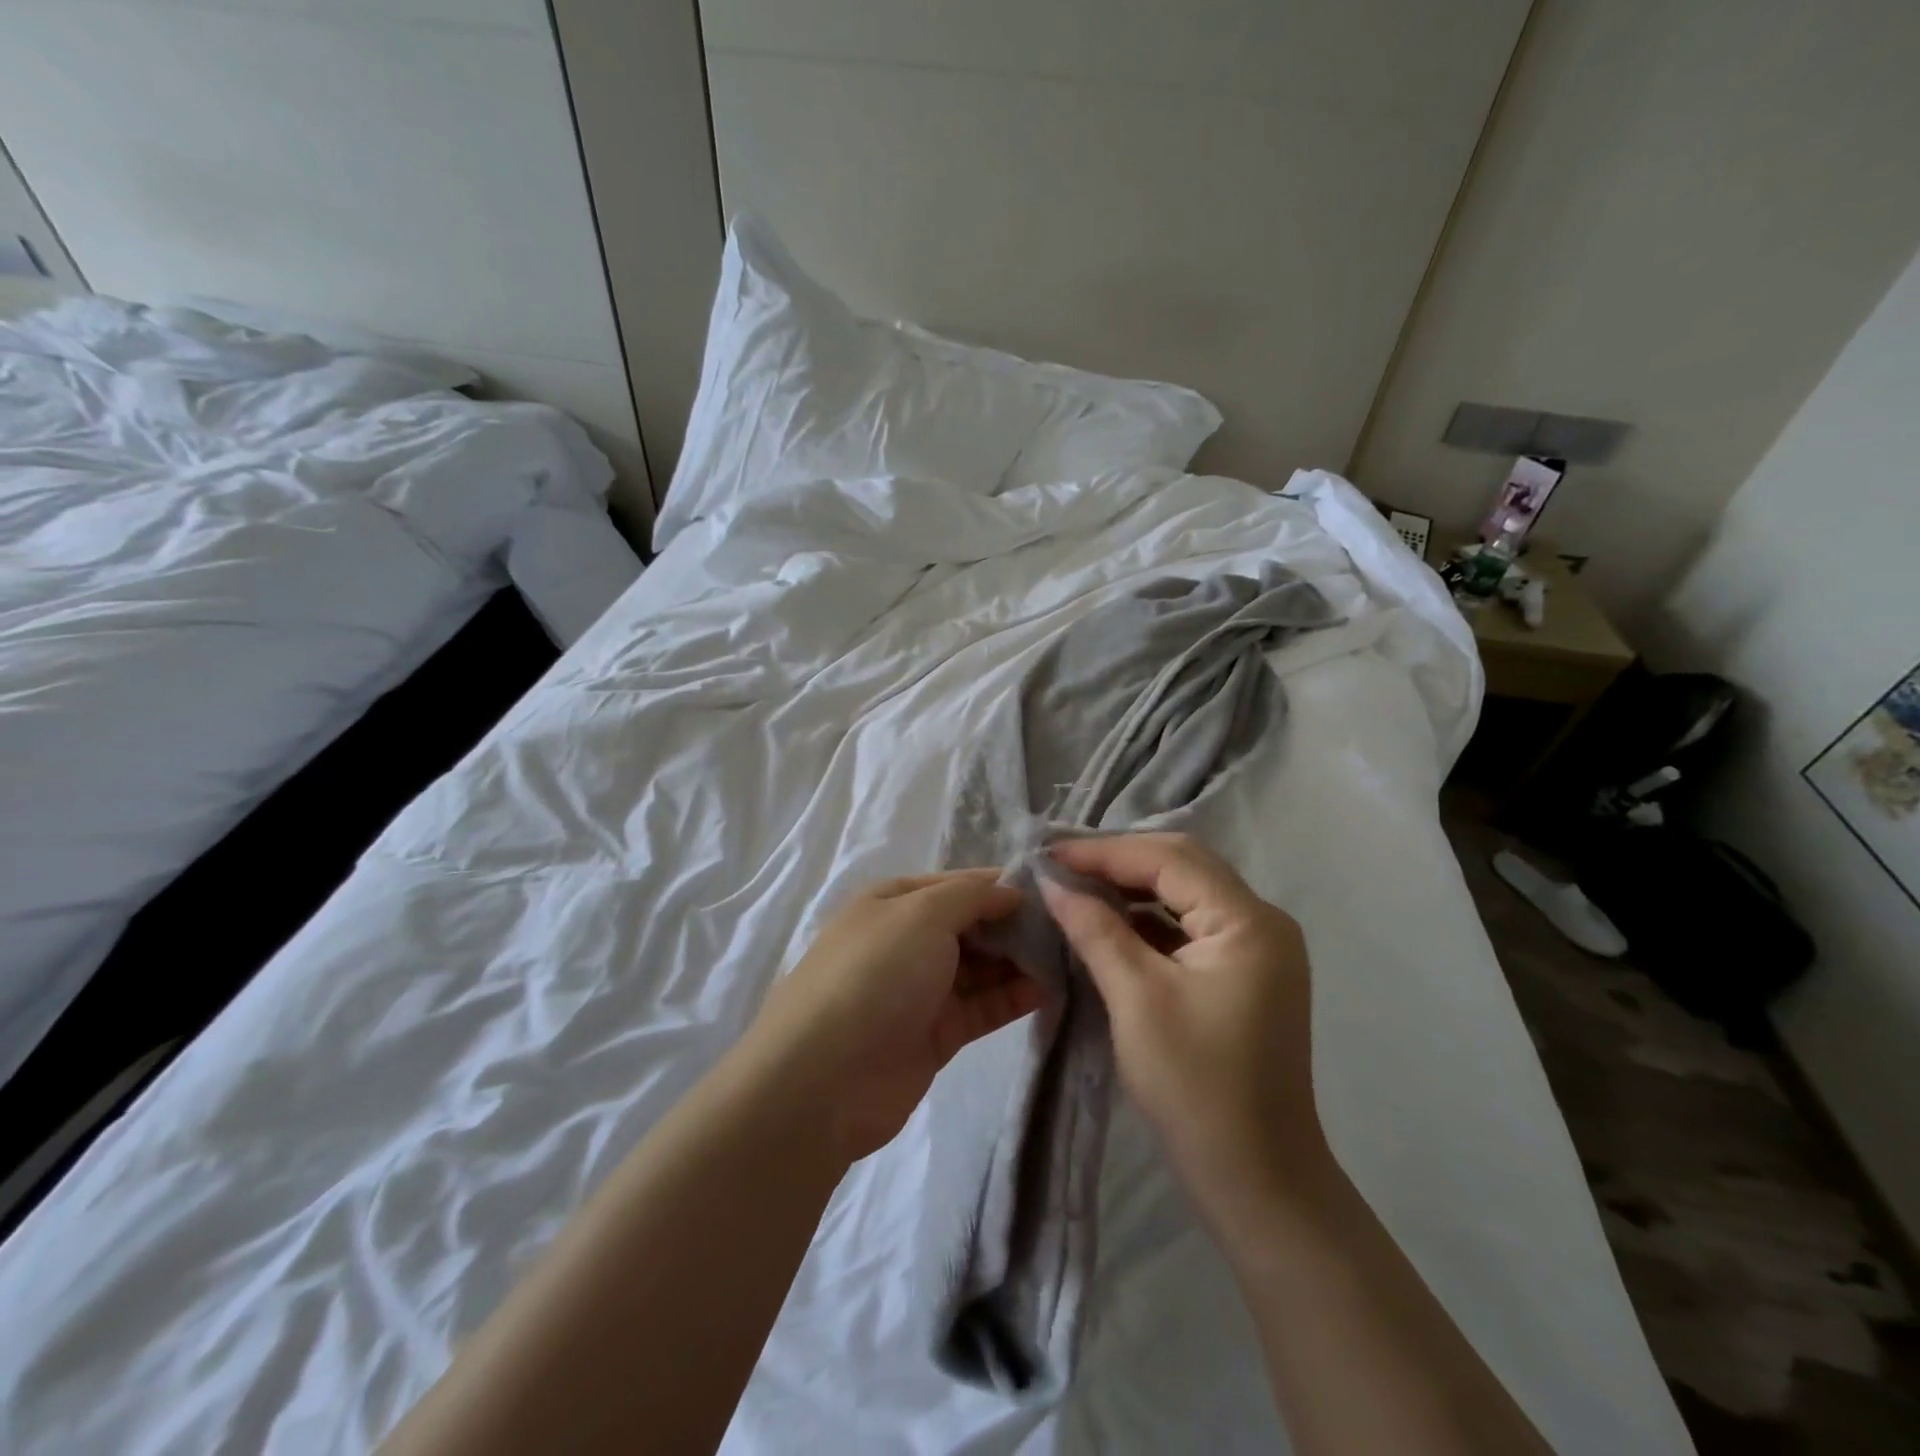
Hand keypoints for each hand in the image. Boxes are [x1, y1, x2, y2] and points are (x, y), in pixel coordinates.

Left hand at [749, 870, 1045, 1162]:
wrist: (826, 1078)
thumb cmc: (875, 974)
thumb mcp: (922, 913)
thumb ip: (971, 896)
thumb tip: (1010, 891)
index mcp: (893, 901)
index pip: (958, 884)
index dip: (1001, 885)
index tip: (1052, 889)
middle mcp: (906, 940)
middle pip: (971, 925)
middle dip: (1014, 924)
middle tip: (1070, 926)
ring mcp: (920, 989)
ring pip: (981, 967)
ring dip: (1019, 961)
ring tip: (1071, 955)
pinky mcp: (936, 1034)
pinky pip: (983, 1006)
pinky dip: (1013, 997)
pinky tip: (1051, 989)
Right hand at [1039, 833, 1330, 1215]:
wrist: (1257, 1179)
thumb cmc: (1196, 1087)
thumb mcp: (1136, 999)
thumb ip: (1095, 929)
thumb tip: (1053, 882)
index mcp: (1248, 921)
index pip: (1169, 859)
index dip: (1104, 852)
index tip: (1049, 854)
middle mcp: (1262, 922)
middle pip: (1182, 866)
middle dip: (1118, 861)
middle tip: (1061, 865)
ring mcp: (1257, 948)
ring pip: (1186, 892)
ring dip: (1132, 886)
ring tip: (1077, 885)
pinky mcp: (1245, 972)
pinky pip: (1191, 924)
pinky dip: (1149, 917)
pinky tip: (1110, 921)